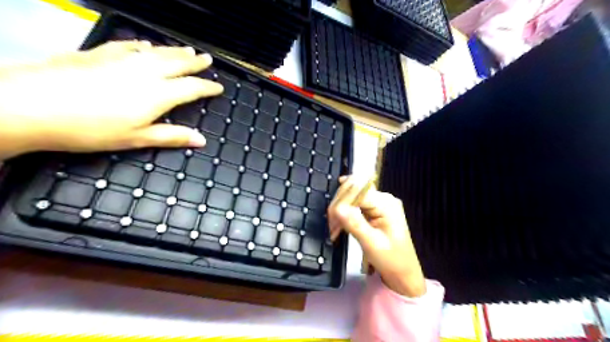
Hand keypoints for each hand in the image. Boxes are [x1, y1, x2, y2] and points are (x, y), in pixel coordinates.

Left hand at [0, 40, 223, 159]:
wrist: (31, 104)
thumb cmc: (91, 128)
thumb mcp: (136, 138)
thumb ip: (171, 136)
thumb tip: (202, 140)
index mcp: (158, 94)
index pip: (192, 87)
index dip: (208, 87)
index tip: (219, 87)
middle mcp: (145, 72)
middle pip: (177, 63)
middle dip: (195, 62)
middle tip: (207, 59)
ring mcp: (121, 59)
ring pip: (157, 52)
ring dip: (175, 51)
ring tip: (188, 49)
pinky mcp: (99, 53)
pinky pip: (129, 45)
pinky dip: (142, 45)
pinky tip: (146, 44)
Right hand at [330, 175, 424, 297]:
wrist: (403, 274)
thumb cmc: (392, 260)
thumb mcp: (372, 243)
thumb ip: (355, 224)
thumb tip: (337, 208)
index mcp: (386, 204)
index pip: (356, 192)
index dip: (341, 202)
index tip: (331, 220)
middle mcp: (383, 198)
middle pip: (353, 191)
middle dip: (338, 206)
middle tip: (331, 227)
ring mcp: (378, 203)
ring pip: (351, 197)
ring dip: (339, 211)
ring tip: (333, 229)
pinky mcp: (374, 210)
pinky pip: (354, 205)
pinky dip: (344, 214)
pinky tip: (339, 225)